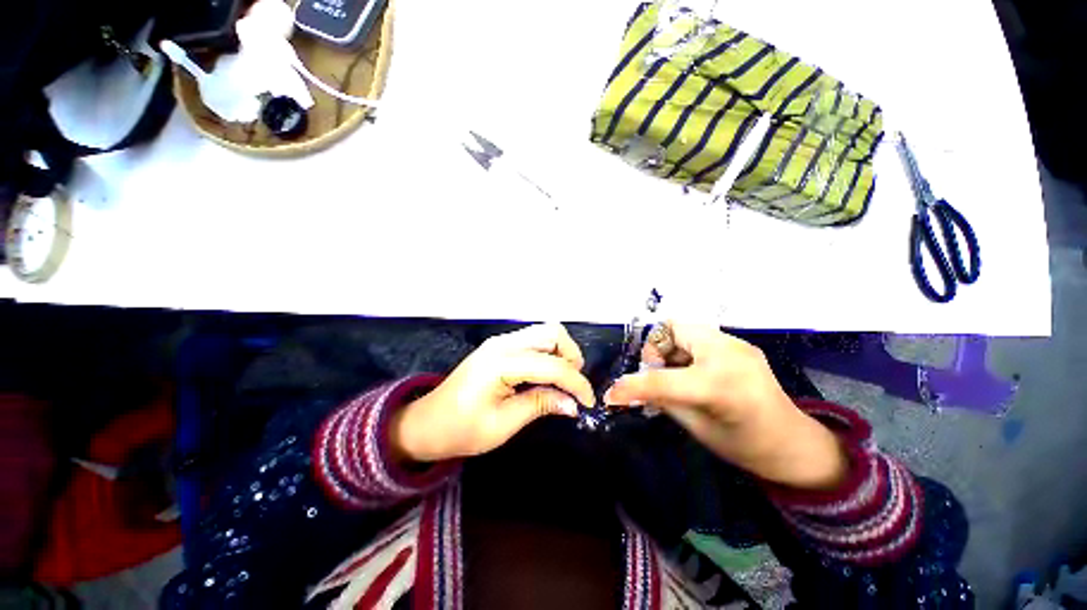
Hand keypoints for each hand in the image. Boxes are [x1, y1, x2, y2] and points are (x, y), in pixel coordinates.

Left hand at [391, 323, 594, 462]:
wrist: (426, 423)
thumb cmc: (460, 430)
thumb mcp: (503, 424)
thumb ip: (540, 405)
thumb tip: (573, 404)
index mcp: (501, 362)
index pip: (552, 365)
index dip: (576, 383)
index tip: (588, 402)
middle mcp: (503, 343)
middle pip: (552, 332)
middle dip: (571, 356)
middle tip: (573, 385)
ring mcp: (501, 341)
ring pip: (544, 332)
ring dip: (561, 353)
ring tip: (563, 381)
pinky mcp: (500, 346)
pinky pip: (533, 341)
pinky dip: (548, 354)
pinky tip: (547, 375)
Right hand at [604, 323, 846, 489]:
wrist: (793, 444)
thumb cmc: (745, 445)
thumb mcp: (695, 426)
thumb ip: (659, 399)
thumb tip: (627, 389)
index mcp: (719, 385)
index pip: (661, 379)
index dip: (631, 386)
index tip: (612, 395)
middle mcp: (728, 353)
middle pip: (672, 329)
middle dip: (655, 349)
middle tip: (657, 373)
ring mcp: (737, 344)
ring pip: (684, 329)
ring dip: (670, 348)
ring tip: (676, 373)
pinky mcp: (739, 343)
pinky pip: (698, 336)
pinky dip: (685, 350)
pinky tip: (692, 370)